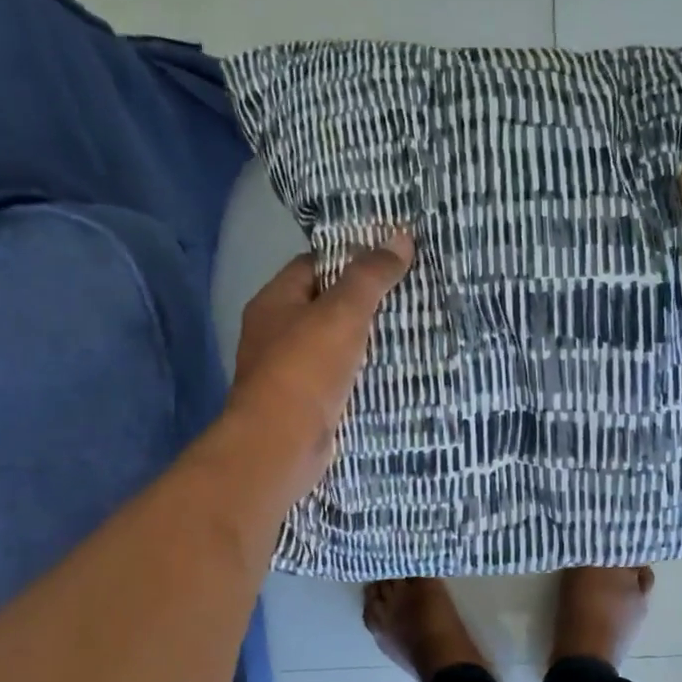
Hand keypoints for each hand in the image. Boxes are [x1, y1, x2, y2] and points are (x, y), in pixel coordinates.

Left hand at [229, 234, 414, 487]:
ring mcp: (286, 371)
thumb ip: (370, 276)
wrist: (281, 445)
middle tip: (407, 294)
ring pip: (331, 344)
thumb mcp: (342, 313)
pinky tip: (389, 371)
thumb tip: (400, 237)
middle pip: (323, 305)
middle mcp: (273, 333)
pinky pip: (336, 377)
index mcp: (274, 302)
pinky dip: (359, 373)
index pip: (313, 265)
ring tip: (408, 330)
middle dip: (362, 301)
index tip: (389, 259)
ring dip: (362, 340)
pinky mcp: (303, 403)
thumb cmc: (306, 369)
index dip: (349, 258)